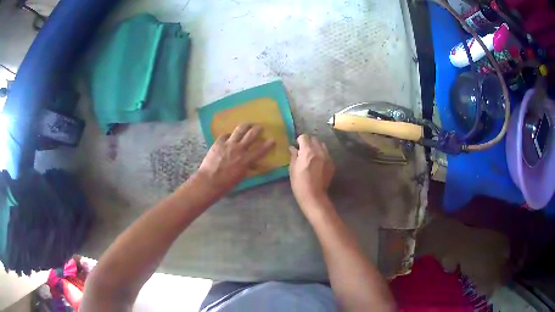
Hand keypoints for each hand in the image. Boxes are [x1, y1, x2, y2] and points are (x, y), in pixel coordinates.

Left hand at [197, 124, 274, 192]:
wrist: (209, 181)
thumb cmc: (226, 184)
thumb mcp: (240, 177)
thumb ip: (246, 168)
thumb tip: (251, 164)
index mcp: (246, 160)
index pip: (261, 150)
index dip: (268, 145)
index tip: (273, 140)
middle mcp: (239, 149)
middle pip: (251, 135)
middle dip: (258, 130)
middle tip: (260, 127)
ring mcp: (228, 144)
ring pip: (239, 130)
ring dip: (245, 126)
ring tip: (248, 124)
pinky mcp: (218, 142)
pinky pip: (225, 135)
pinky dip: (229, 135)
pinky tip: (229, 136)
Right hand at [289, 134, 334, 208]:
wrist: (314, 195)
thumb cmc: (299, 183)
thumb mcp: (292, 169)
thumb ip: (293, 156)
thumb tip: (292, 148)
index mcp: (307, 151)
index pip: (304, 137)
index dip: (299, 140)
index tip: (297, 145)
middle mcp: (319, 151)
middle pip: (314, 139)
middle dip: (308, 143)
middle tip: (304, 151)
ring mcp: (327, 157)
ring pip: (322, 145)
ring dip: (316, 147)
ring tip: (312, 156)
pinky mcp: (332, 164)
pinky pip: (327, 154)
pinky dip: (322, 155)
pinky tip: (318, 164)